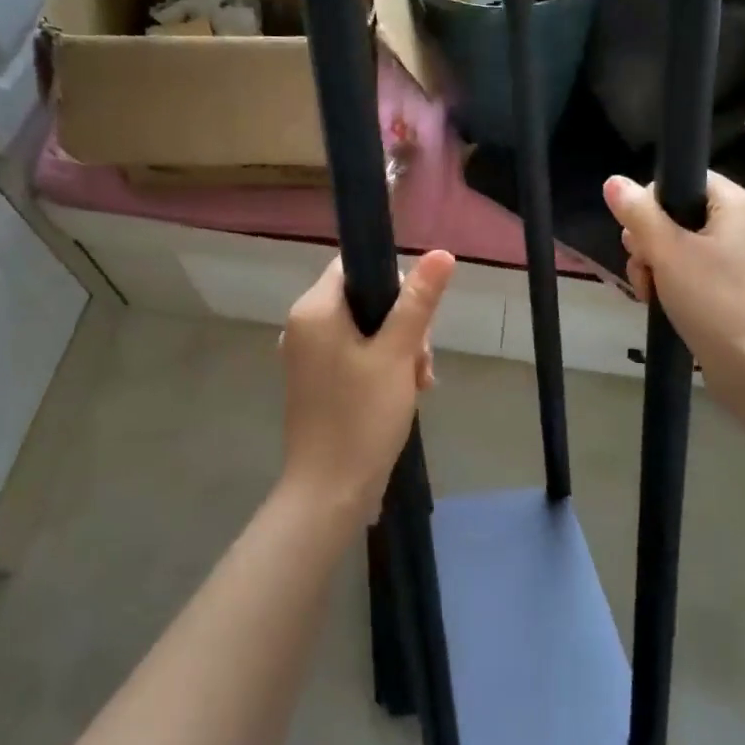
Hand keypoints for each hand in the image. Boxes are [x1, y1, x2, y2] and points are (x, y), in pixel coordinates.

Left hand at [280, 251, 455, 524]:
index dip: (393, 284)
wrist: (330, 491)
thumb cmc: (363, 416)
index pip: (356, 268)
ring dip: (398, 350)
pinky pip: (354, 357)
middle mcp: (303, 327)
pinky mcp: (316, 383)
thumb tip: (441, 253)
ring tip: (419, 383)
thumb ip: (418, 301)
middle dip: (403, 325)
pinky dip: (381, 367)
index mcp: (314, 310)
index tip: (418, 318)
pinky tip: (406, 392)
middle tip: (422, 362)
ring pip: (364, 331)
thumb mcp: (397, 354)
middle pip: (363, 301)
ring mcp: (308, 357)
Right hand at [603, 173, 744, 379]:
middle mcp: (739, 224)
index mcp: (736, 204)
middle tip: (647, 266)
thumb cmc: (715, 301)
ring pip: (673, 243)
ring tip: (650, 291)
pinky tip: (658, 300)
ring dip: (651, 264)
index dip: (653, 201)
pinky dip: (666, 281)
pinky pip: (685, 268)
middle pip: (673, 212)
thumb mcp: (668, 253)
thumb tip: (613, 181)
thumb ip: (638, 214)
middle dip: (647, 240)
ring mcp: (733, 256)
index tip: (642, 234)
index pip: (683, 179)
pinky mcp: (725, 284)